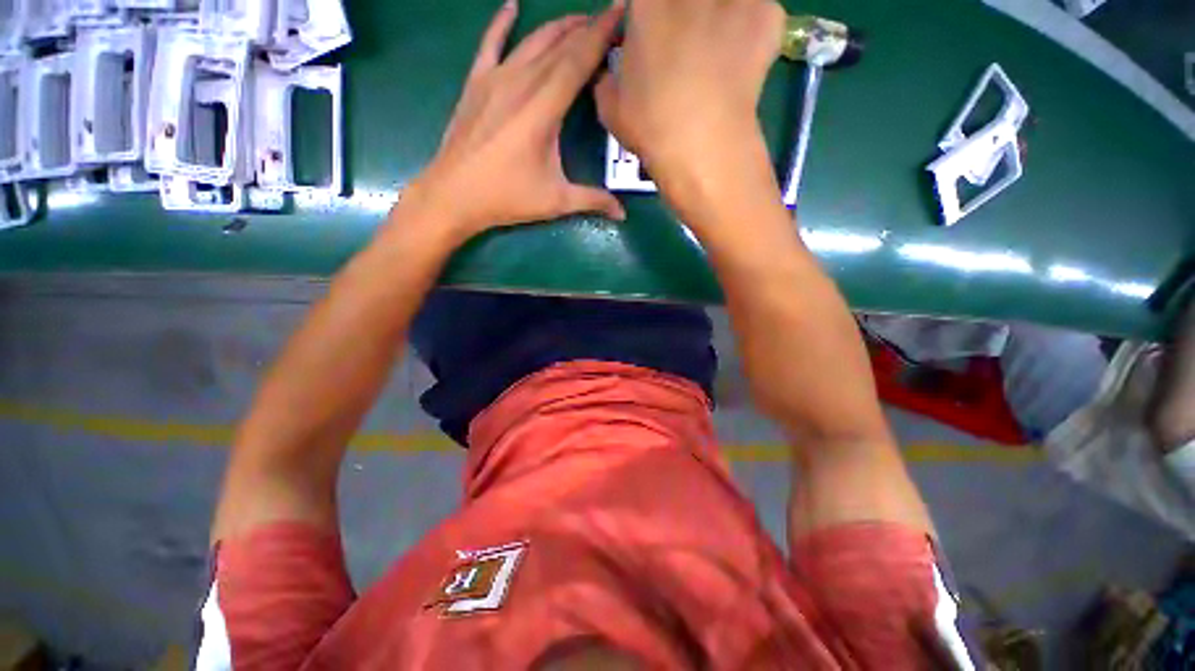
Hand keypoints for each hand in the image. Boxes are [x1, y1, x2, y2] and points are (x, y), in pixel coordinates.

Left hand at [400, 0, 626, 244]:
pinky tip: (511, 6)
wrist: (454, 195)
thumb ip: (593, 201)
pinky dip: (501, 23)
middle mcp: (522, 82)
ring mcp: (496, 78)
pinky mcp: (476, 83)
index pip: (579, 59)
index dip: (602, 34)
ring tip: (578, 21)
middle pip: (560, 45)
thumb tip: (623, 215)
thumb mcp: (556, 201)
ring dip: (558, 28)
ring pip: (532, 41)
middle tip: (608, 24)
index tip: (621, 13)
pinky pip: (490, 43)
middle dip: (587, 30)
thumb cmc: (507, 198)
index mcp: (544, 108)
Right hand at [595, 0, 784, 192]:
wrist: (702, 146)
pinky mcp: (766, 14)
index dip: (651, 19)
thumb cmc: (650, 126)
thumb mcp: (610, 107)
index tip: (651, 38)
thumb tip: (616, 70)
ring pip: (727, 1)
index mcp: (647, 3)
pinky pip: (760, 12)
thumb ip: (609, 78)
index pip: (645, 0)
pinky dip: (753, 30)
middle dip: (686, 17)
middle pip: (688, 1)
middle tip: (687, 42)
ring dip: (720, 17)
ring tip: (717, 49)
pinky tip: (742, 63)